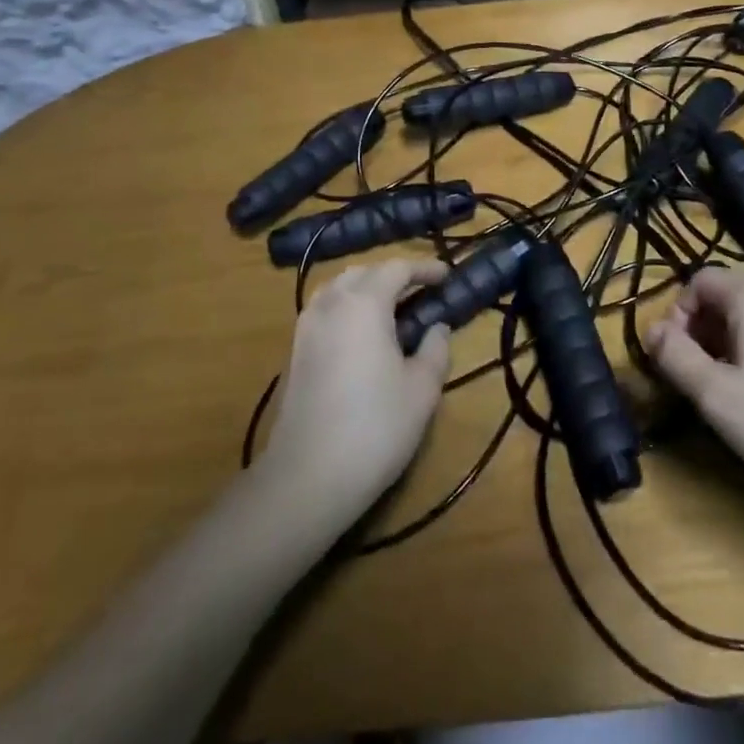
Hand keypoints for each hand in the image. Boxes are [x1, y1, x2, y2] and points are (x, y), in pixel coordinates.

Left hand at [259, 258, 451, 522]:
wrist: (308, 476)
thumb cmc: (376, 426)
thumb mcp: (422, 389)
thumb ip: (435, 348)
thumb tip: (437, 327)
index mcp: (365, 303)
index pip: (397, 268)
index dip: (424, 269)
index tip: (447, 276)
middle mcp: (331, 304)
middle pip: (364, 272)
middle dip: (393, 275)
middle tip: (421, 292)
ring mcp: (307, 327)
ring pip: (338, 288)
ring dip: (366, 289)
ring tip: (392, 309)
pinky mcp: (295, 352)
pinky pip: (324, 310)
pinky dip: (346, 308)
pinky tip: (362, 335)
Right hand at [647, 267, 743, 530]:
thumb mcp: (718, 398)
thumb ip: (676, 358)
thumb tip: (652, 330)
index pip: (701, 280)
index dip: (678, 314)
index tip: (677, 358)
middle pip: (732, 296)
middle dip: (706, 331)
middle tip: (703, 380)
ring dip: (738, 344)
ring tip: (740, 393)